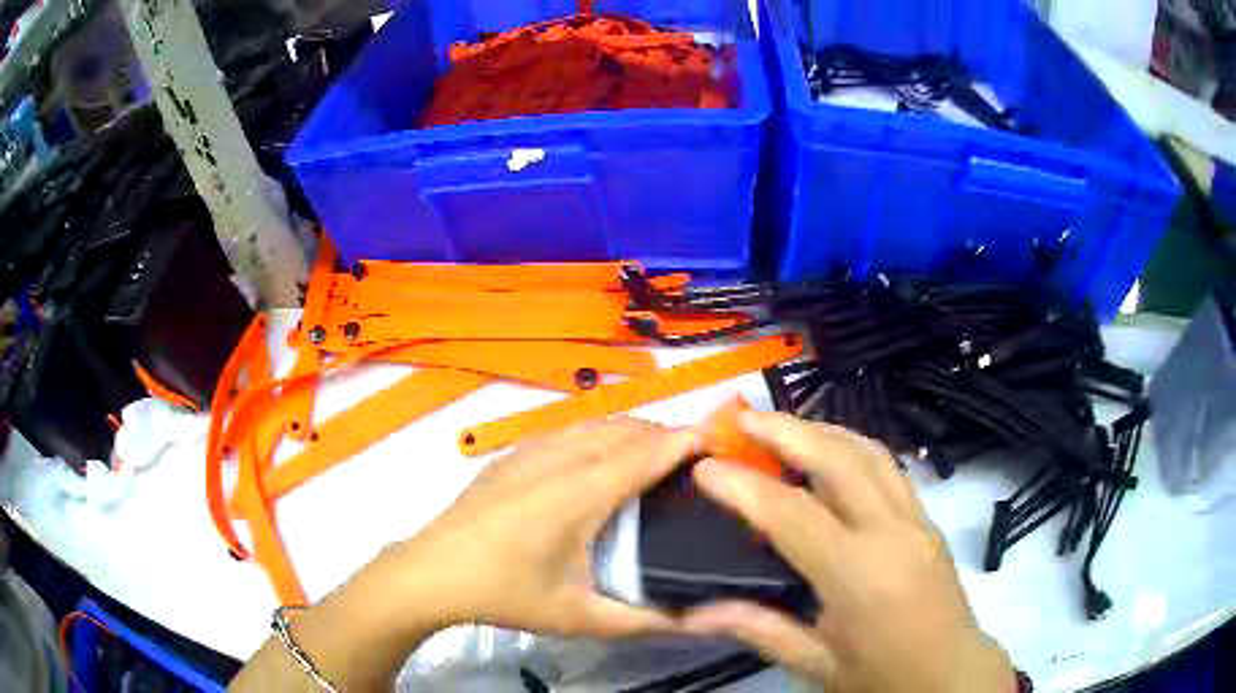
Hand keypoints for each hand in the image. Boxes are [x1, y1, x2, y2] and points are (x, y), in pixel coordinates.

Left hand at [389, 418, 700, 637]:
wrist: (432, 573)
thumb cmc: (506, 594)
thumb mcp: (581, 617)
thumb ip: (646, 620)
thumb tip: (701, 620)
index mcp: (581, 494)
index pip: (647, 451)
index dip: (687, 440)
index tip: (719, 444)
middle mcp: (559, 458)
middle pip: (626, 429)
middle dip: (665, 436)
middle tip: (693, 465)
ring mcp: (530, 451)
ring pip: (597, 424)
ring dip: (632, 433)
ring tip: (655, 460)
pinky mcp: (511, 454)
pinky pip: (569, 430)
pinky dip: (600, 435)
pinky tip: (600, 461)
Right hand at [682, 412, 1014, 692]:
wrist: (948, 672)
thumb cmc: (880, 675)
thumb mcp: (815, 664)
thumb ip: (758, 629)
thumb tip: (693, 613)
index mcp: (858, 575)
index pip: (793, 515)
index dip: (744, 486)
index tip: (705, 467)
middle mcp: (891, 532)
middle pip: (837, 460)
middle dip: (786, 431)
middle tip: (742, 419)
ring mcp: (915, 518)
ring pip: (868, 451)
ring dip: (821, 430)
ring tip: (781, 426)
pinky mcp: (927, 517)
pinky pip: (887, 465)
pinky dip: (851, 446)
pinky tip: (831, 451)